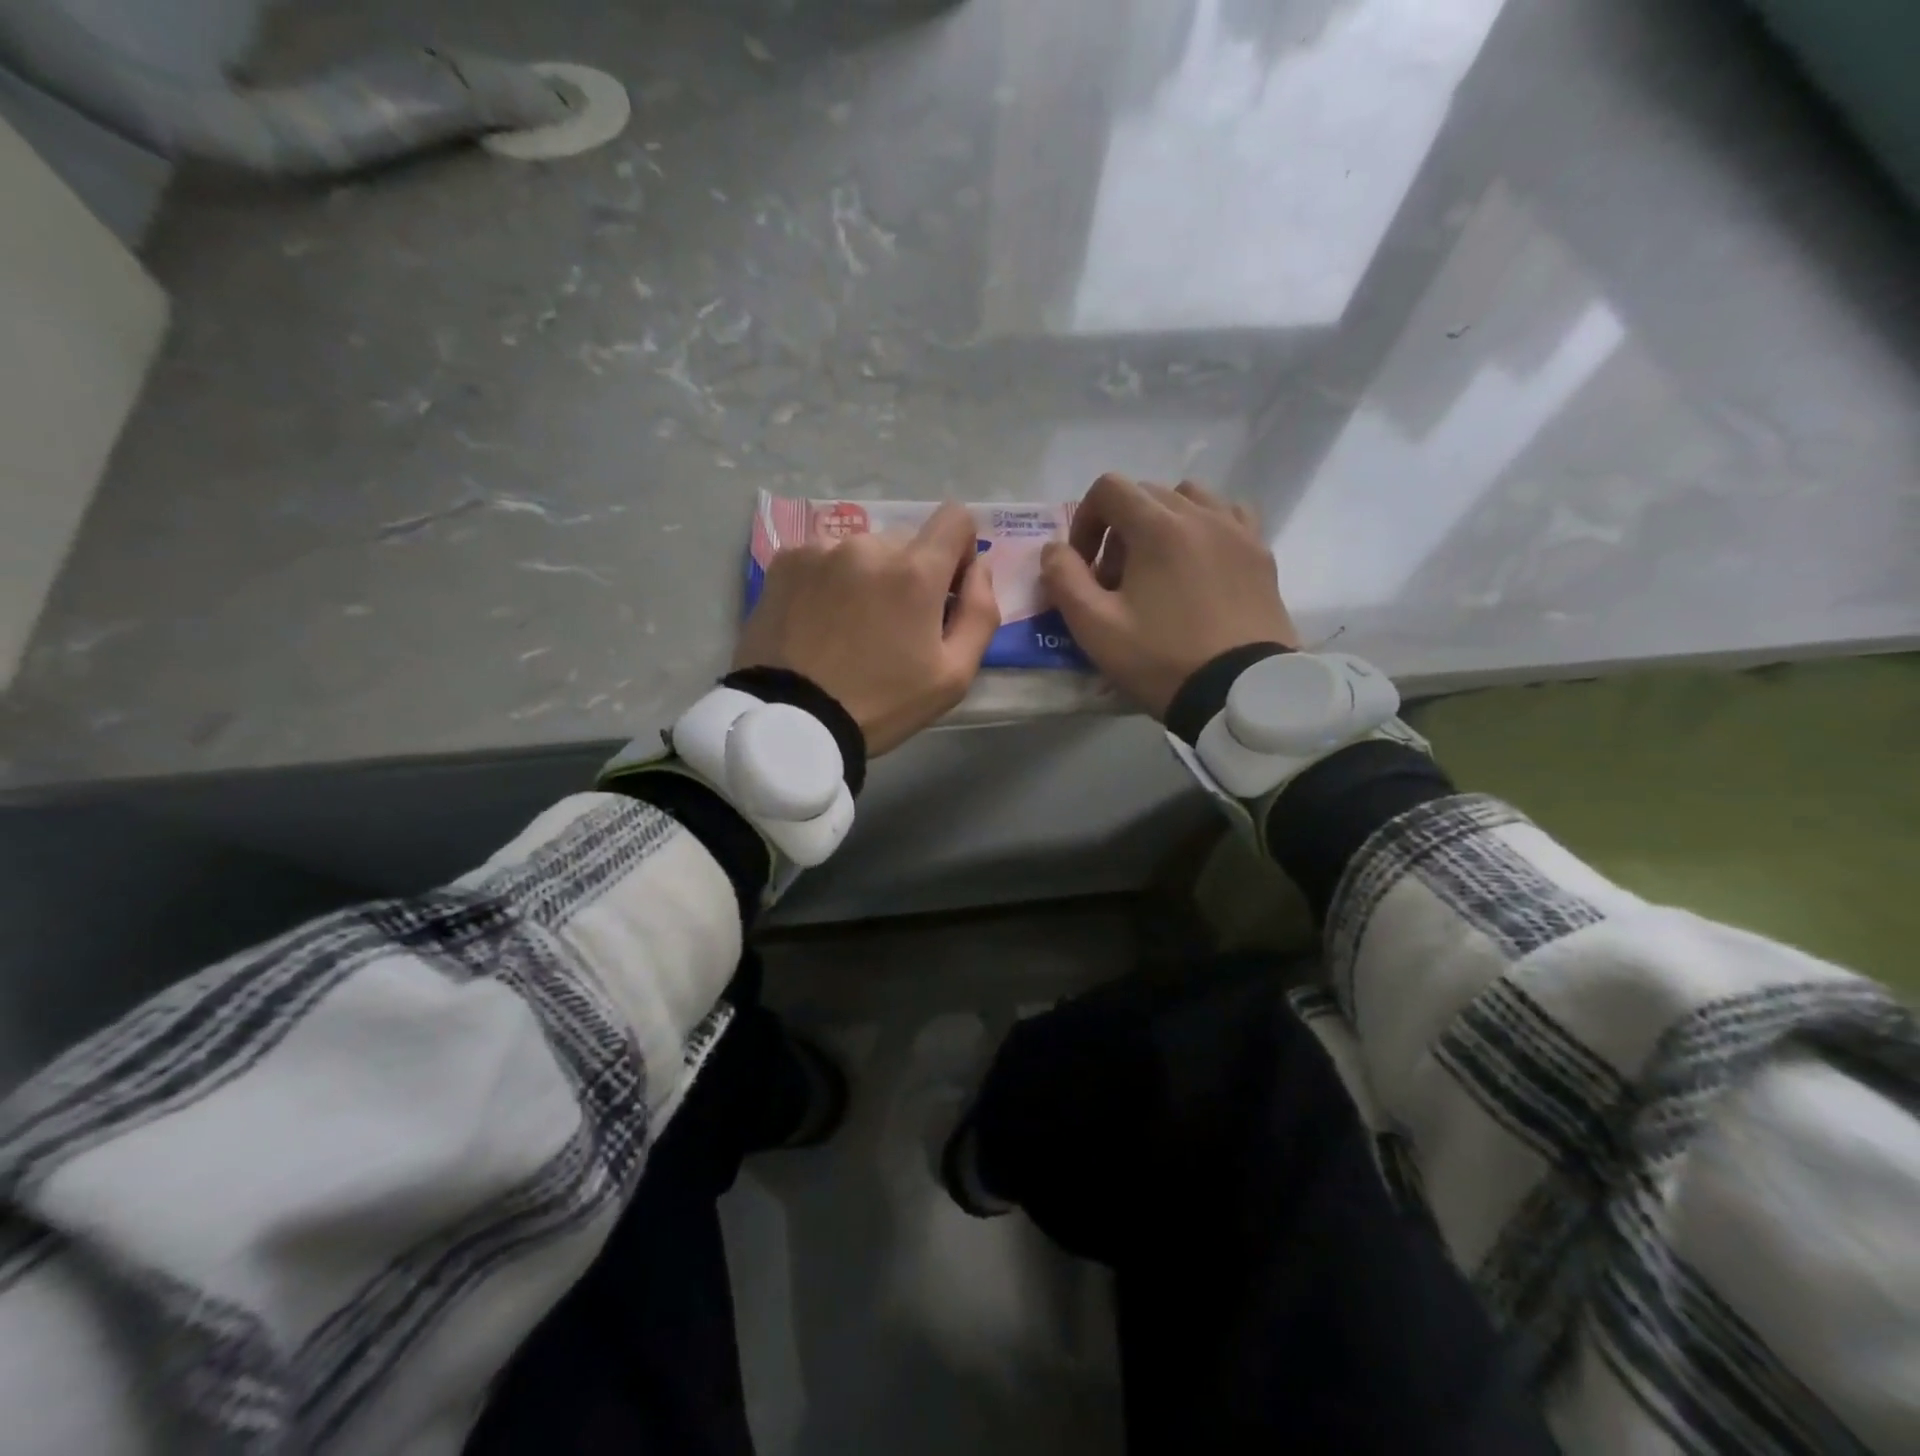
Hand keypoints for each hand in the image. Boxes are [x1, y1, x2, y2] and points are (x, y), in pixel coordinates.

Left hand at [734, 502, 999, 754]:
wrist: (791, 722)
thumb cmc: (881, 704)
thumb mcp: (953, 676)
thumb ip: (981, 612)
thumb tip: (981, 566)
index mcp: (915, 571)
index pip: (956, 518)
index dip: (960, 550)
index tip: (946, 589)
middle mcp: (868, 545)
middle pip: (907, 540)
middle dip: (910, 573)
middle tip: (893, 625)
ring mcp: (820, 549)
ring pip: (863, 550)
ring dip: (868, 576)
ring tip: (849, 627)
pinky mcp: (785, 562)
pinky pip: (823, 557)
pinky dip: (829, 580)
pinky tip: (817, 621)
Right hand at [1042, 474, 1297, 718]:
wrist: (1239, 692)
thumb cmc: (1161, 660)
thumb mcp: (1094, 628)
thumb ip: (1064, 579)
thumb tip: (1054, 549)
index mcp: (1158, 527)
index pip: (1109, 489)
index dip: (1085, 520)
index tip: (1085, 565)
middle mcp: (1201, 514)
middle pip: (1146, 494)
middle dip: (1120, 529)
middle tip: (1117, 580)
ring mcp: (1237, 531)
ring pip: (1190, 499)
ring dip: (1162, 522)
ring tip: (1159, 569)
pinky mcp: (1261, 553)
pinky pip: (1229, 516)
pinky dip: (1205, 527)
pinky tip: (1200, 564)